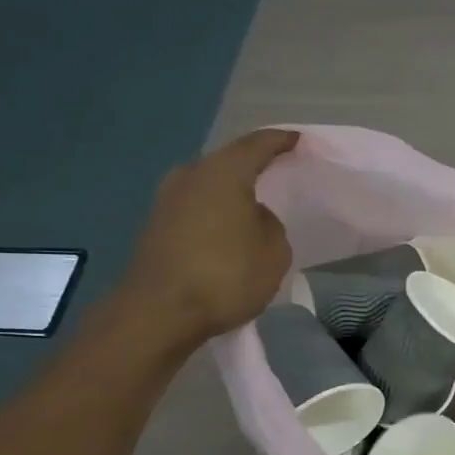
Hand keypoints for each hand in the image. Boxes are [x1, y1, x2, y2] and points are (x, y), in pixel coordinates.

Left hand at [115, 129, 298, 349]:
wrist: (159, 313)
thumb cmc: (225, 275)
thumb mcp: (274, 251)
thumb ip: (270, 224)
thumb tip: (253, 217)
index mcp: (223, 173)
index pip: (257, 145)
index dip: (281, 141)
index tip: (298, 141)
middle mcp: (190, 176)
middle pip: (227, 163)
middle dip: (252, 167)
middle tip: (277, 174)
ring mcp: (166, 201)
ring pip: (209, 187)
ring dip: (231, 194)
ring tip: (254, 207)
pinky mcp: (156, 227)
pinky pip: (196, 209)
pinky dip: (215, 215)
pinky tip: (229, 232)